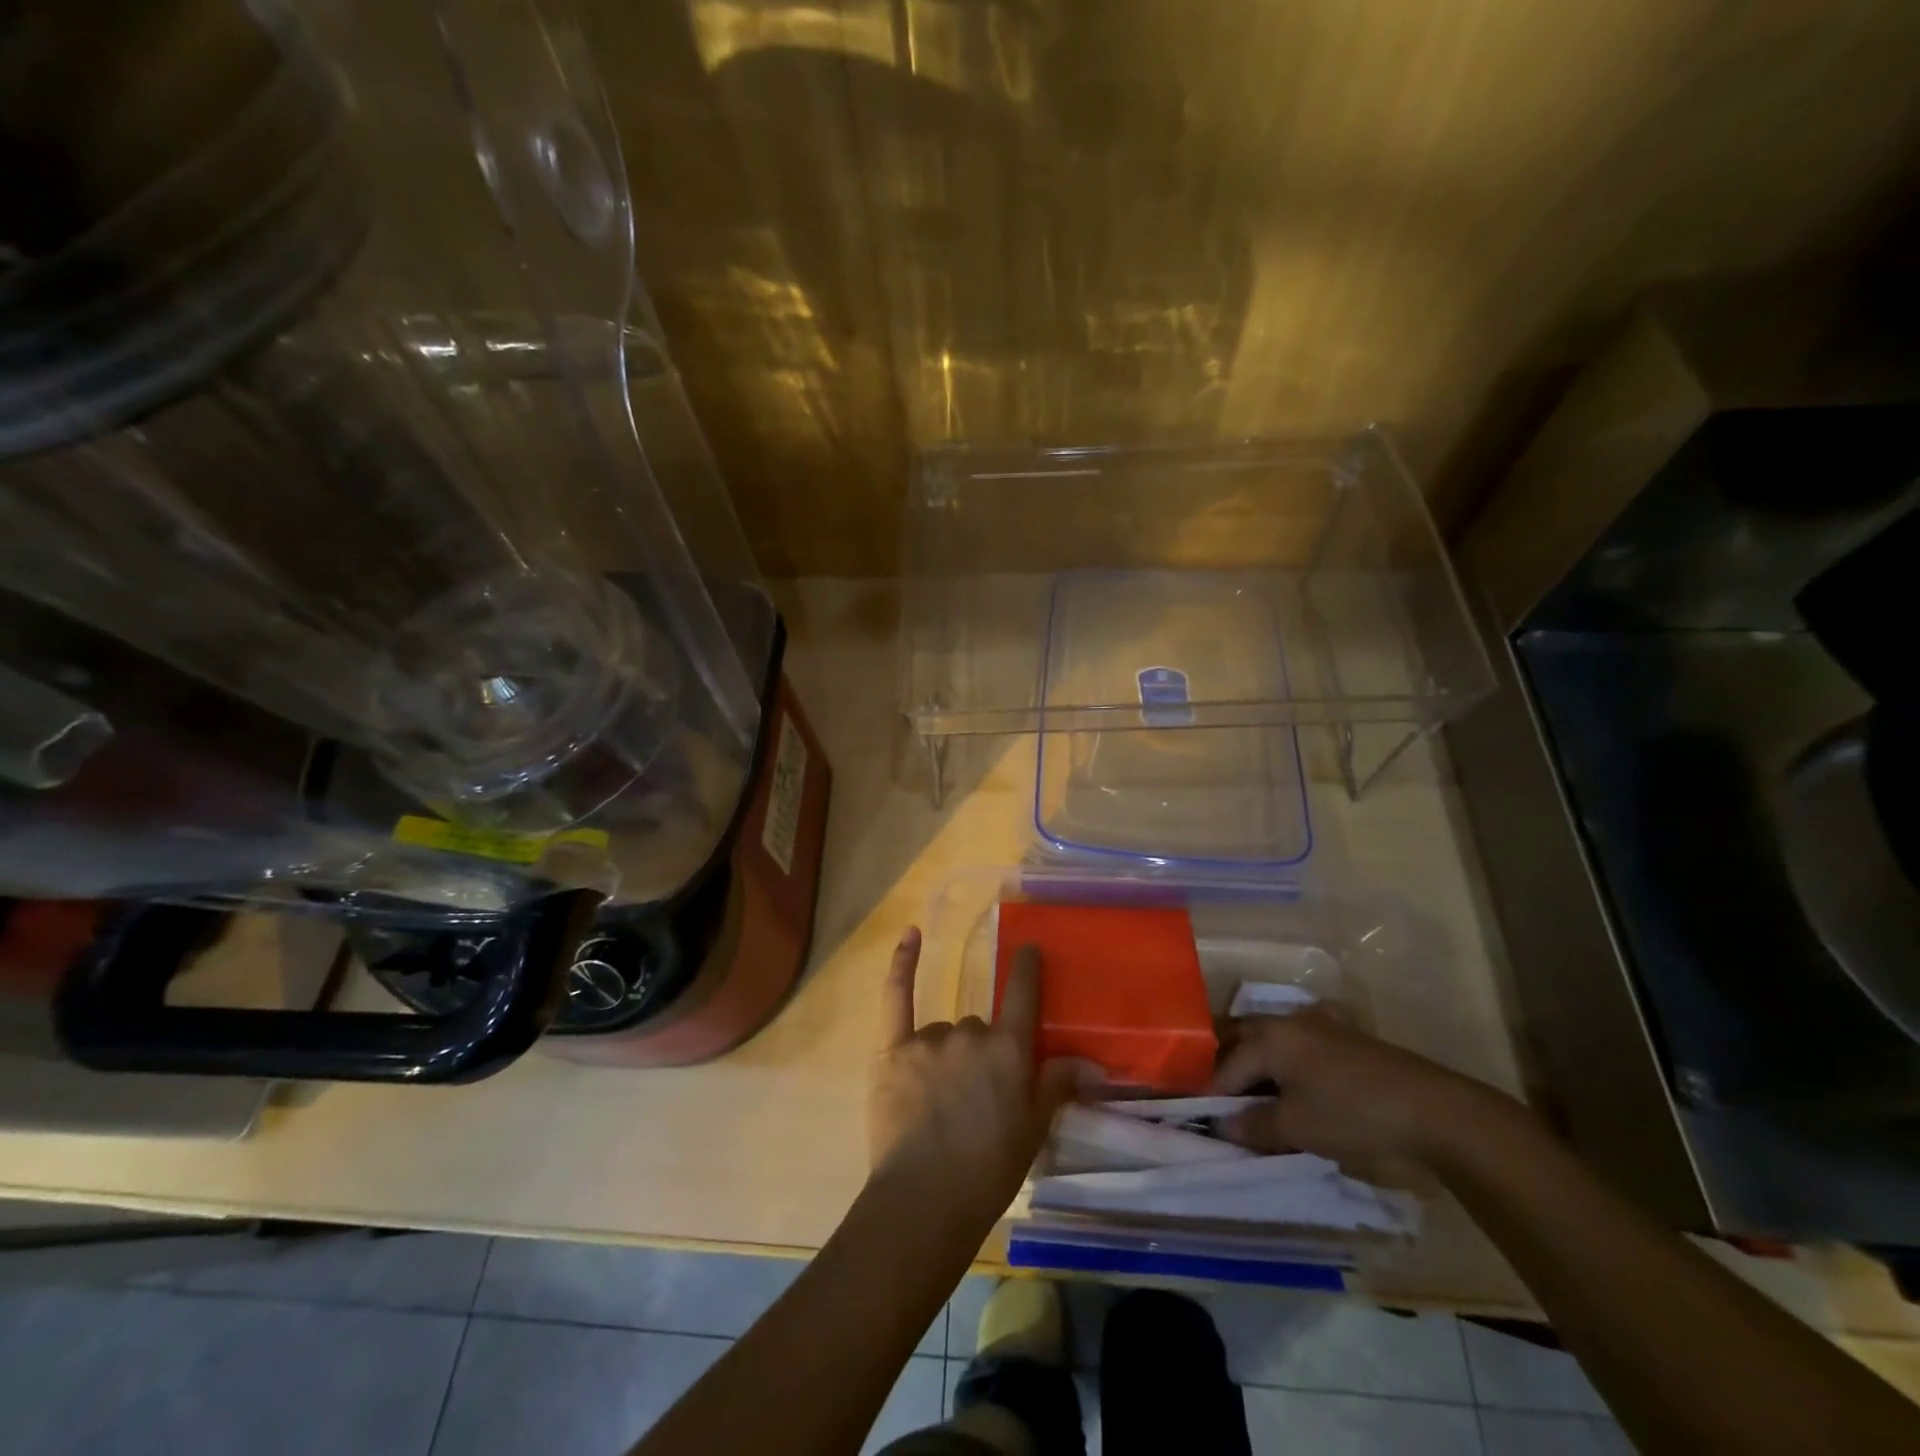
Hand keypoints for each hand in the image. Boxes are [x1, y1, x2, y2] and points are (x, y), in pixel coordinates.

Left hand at [867, 928, 1080, 1227]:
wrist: (924, 1200)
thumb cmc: (988, 1171)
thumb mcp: (1034, 1131)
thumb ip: (1057, 1085)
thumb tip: (1092, 1062)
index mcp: (1009, 1051)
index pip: (1024, 996)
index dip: (1028, 970)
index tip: (1030, 948)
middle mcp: (972, 1034)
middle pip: (980, 1026)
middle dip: (981, 1054)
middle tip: (975, 1100)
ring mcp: (930, 1039)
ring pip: (945, 1031)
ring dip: (948, 1054)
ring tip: (940, 1104)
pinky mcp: (893, 1048)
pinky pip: (898, 996)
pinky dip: (902, 964)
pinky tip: (911, 934)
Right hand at [1210, 1008, 1511, 1167]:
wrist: (1432, 1109)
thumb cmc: (1352, 1114)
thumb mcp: (1296, 1127)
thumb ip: (1253, 1124)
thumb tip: (1221, 1124)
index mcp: (1267, 1037)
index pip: (1223, 1065)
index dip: (1208, 1093)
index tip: (1197, 1117)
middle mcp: (1284, 1020)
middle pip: (1238, 1038)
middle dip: (1221, 1064)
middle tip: (1214, 1098)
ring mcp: (1315, 1023)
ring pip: (1266, 1036)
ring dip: (1251, 1059)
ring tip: (1246, 1091)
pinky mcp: (1341, 1034)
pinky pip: (1294, 1039)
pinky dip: (1281, 1054)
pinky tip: (1289, 1073)